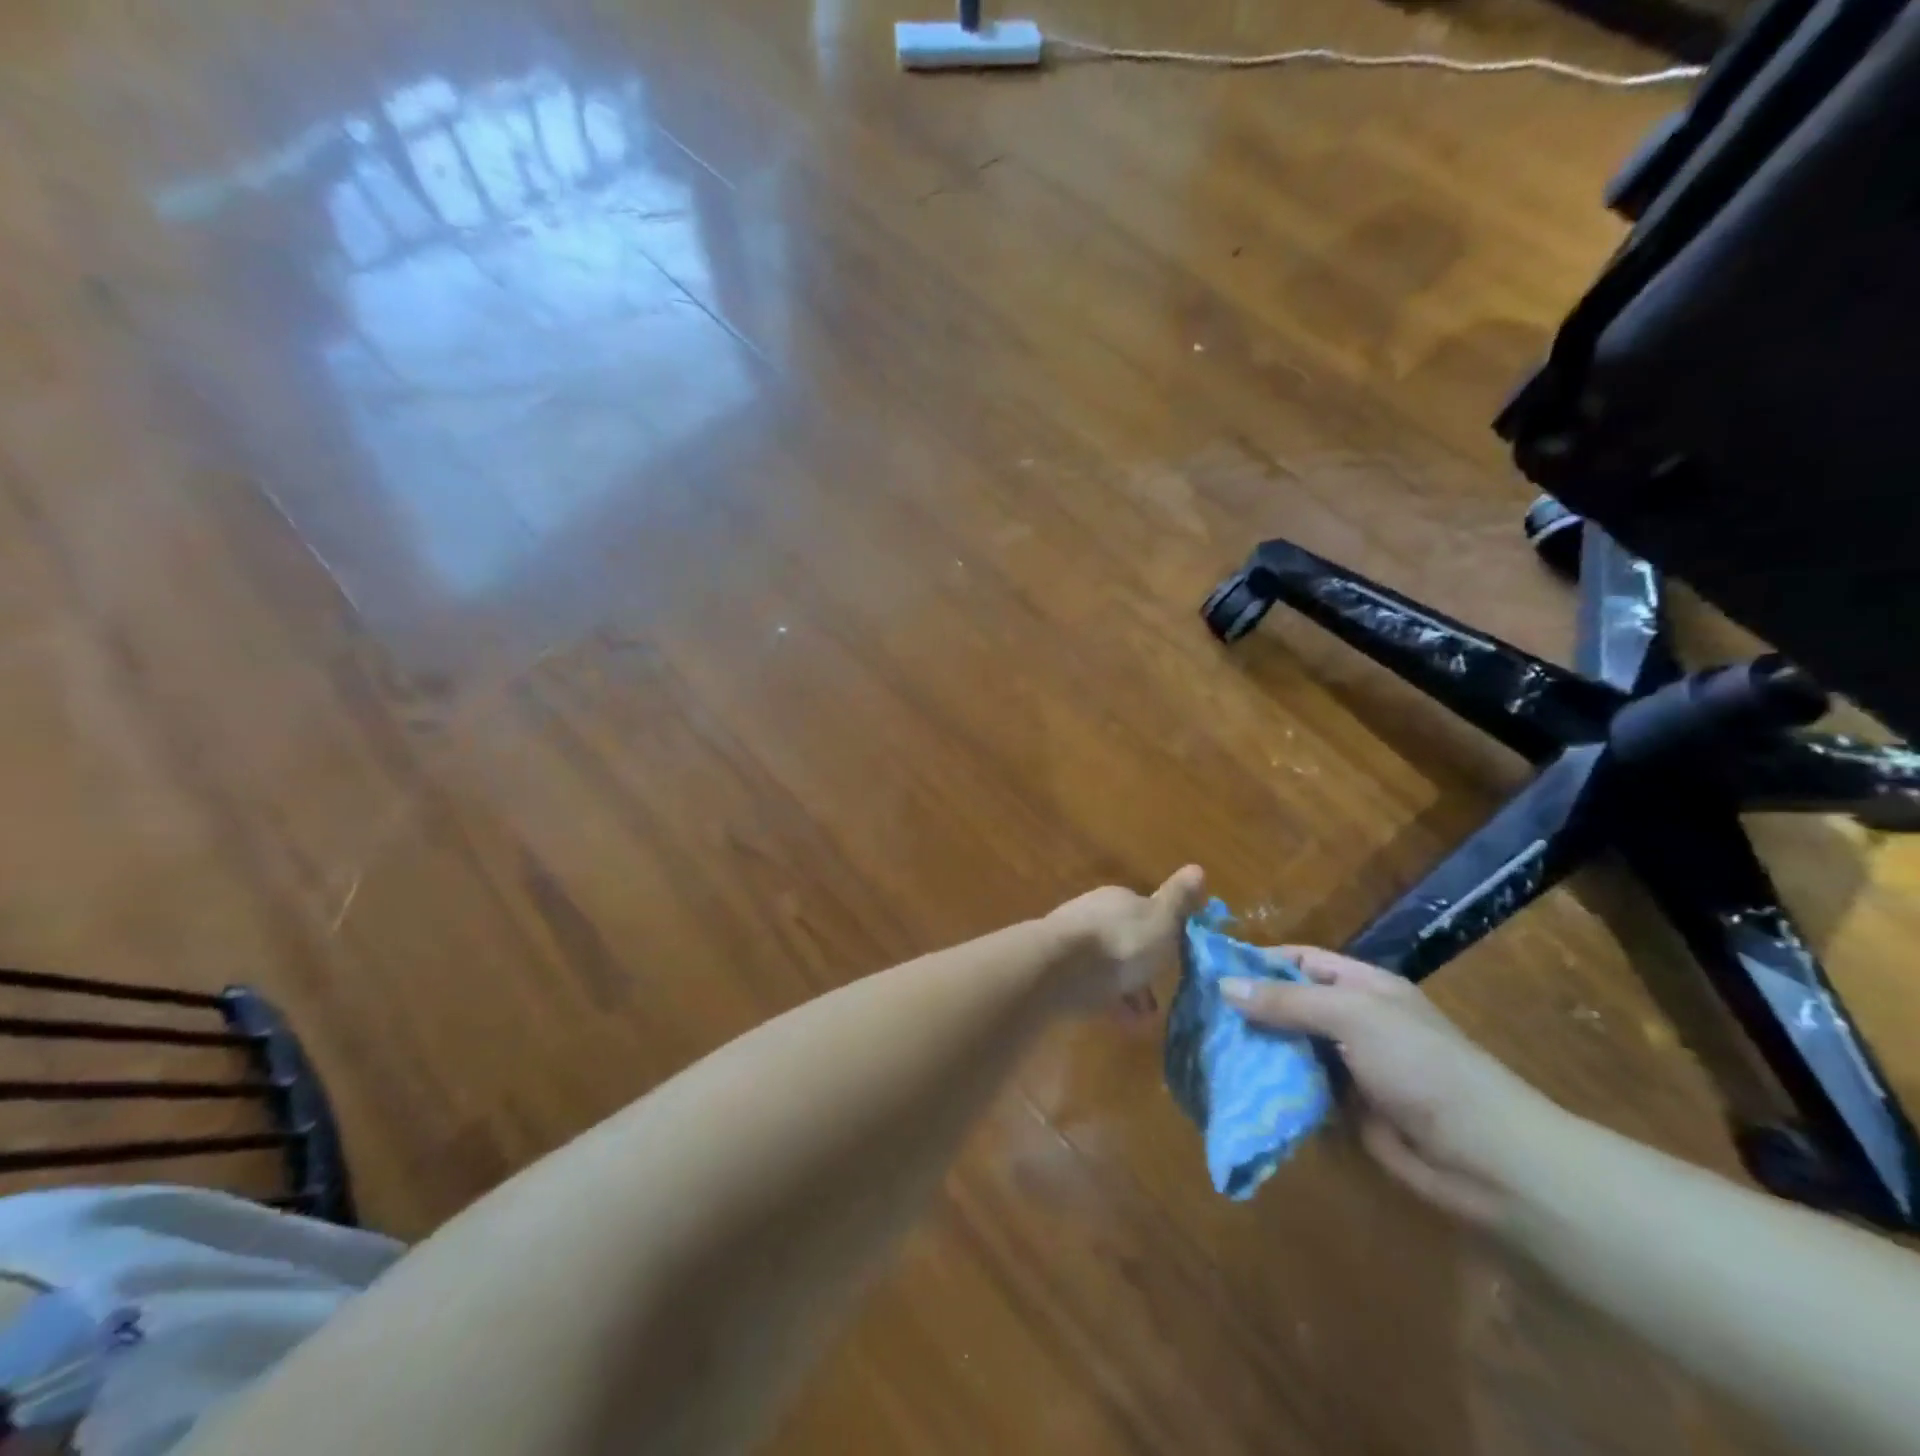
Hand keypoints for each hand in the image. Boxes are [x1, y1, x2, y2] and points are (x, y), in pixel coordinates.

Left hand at [1043, 866, 1206, 1016]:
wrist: (1059, 969)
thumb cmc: (1120, 943)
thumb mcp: (1161, 920)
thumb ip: (1178, 899)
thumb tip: (1198, 868)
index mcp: (1118, 898)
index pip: (1145, 910)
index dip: (1164, 935)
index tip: (1179, 958)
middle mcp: (1093, 913)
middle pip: (1125, 940)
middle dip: (1144, 967)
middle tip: (1162, 996)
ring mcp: (1073, 941)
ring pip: (1108, 965)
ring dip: (1128, 988)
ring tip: (1144, 1017)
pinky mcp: (1058, 970)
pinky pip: (1091, 985)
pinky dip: (1108, 1001)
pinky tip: (1122, 1022)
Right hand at [1220, 950, 1566, 1224]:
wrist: (1487, 1159)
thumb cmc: (1422, 1066)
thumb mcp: (1352, 1017)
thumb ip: (1287, 1001)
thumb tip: (1224, 985)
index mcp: (1362, 986)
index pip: (1299, 960)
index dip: (1257, 961)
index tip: (1209, 970)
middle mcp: (1354, 1021)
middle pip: (1290, 1005)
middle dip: (1248, 1009)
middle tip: (1195, 1015)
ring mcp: (1350, 1067)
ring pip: (1290, 1050)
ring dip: (1256, 1052)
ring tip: (1205, 1051)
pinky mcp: (1346, 1111)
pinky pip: (1300, 1091)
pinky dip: (1273, 1090)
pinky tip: (1236, 1090)